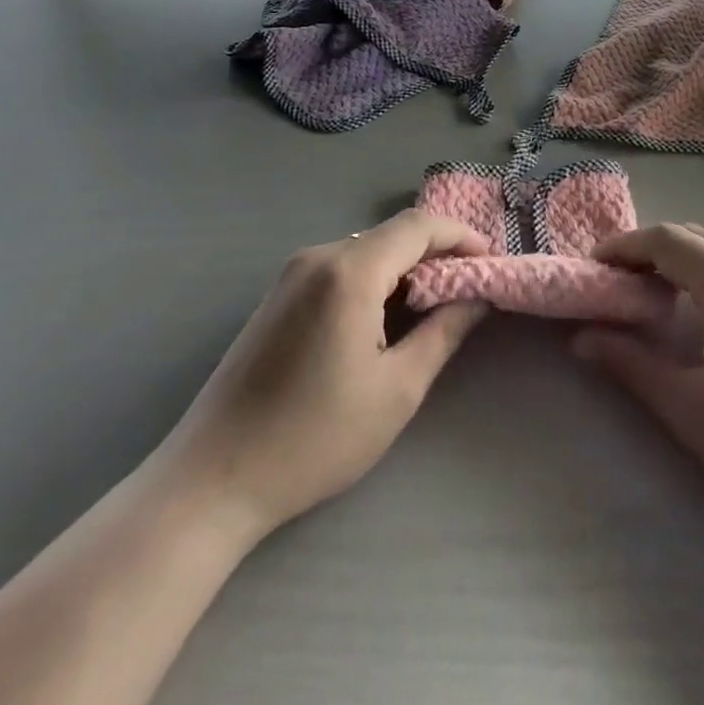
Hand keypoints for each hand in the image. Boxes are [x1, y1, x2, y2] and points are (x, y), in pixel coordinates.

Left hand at [158, 210, 489, 541]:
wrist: (212, 479)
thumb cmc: (314, 438)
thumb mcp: (396, 390)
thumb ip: (443, 332)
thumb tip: (477, 296)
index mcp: (349, 271)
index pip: (418, 226)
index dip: (460, 236)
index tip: (490, 262)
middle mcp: (318, 256)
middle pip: (391, 235)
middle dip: (436, 254)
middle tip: (469, 290)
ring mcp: (292, 274)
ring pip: (366, 251)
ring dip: (405, 269)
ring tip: (434, 307)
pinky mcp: (278, 296)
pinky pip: (340, 269)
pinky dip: (374, 281)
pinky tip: (384, 321)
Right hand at [575, 223, 703, 570]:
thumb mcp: (690, 410)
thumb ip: (630, 364)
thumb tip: (581, 338)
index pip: (665, 239)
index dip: (625, 246)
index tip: (596, 265)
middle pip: (696, 233)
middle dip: (653, 248)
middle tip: (624, 281)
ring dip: (693, 249)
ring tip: (670, 284)